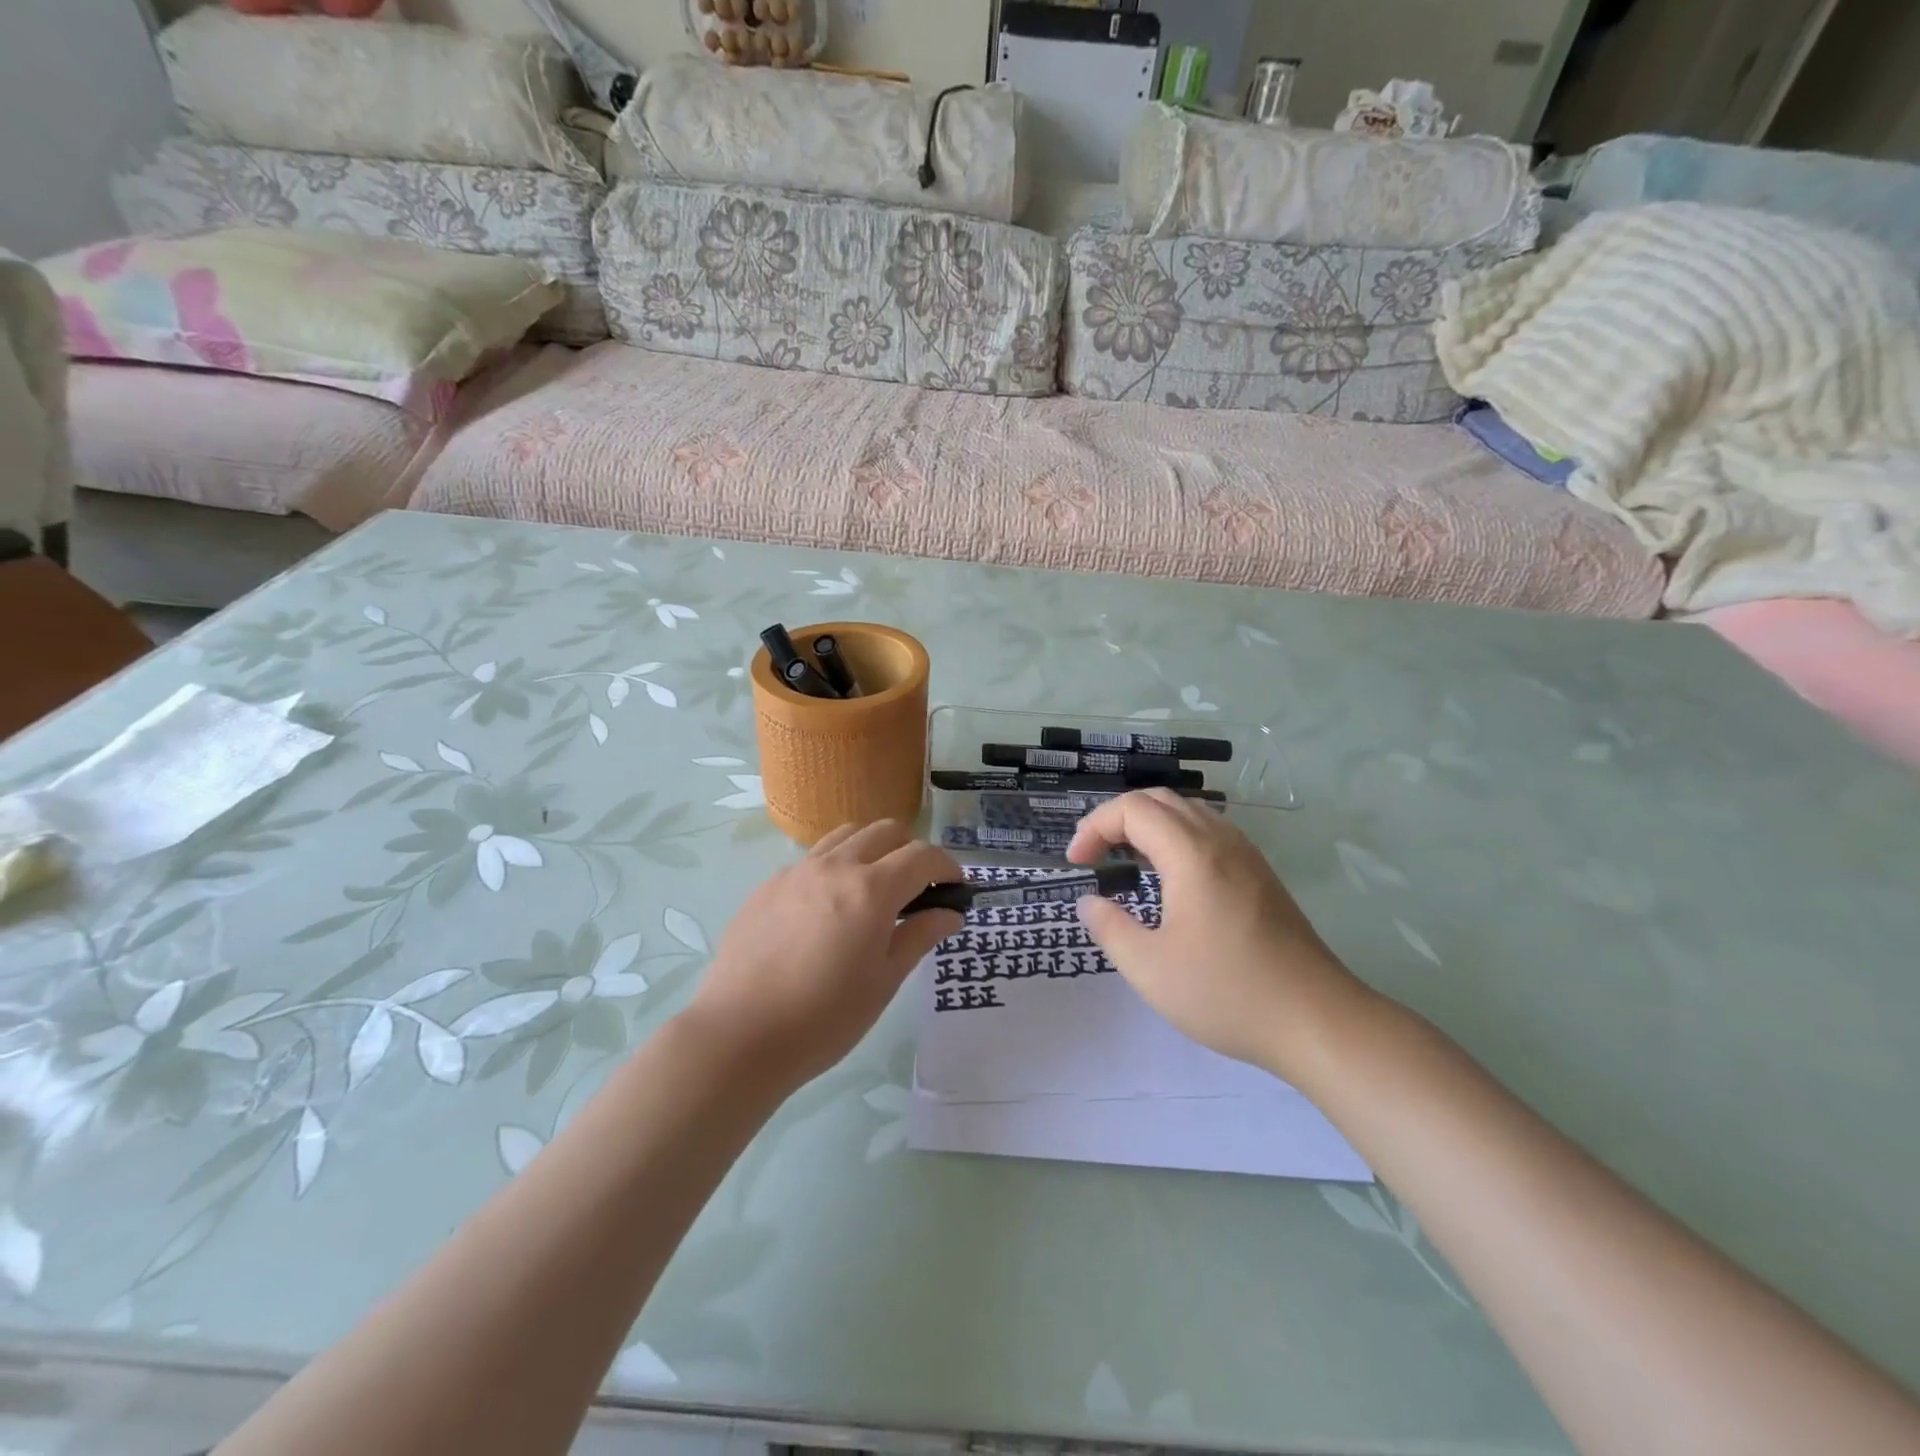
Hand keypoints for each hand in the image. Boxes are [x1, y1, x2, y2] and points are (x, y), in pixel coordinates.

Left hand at [687, 821, 963, 1090]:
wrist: (739, 1035)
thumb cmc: (824, 1018)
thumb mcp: (884, 981)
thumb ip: (919, 936)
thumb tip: (950, 914)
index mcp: (871, 889)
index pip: (922, 855)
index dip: (947, 866)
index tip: (955, 888)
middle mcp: (835, 866)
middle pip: (885, 831)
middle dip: (911, 851)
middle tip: (917, 888)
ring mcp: (797, 872)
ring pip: (845, 836)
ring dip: (871, 849)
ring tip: (872, 888)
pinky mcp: (768, 886)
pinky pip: (811, 860)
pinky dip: (834, 868)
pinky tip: (827, 909)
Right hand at [1067, 790, 1364, 1075]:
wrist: (1317, 1020)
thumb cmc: (1228, 993)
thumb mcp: (1151, 969)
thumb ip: (1110, 928)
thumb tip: (1089, 902)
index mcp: (1191, 855)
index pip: (1132, 809)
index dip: (1095, 826)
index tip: (1077, 863)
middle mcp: (1220, 841)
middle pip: (1160, 799)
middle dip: (1117, 818)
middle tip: (1095, 854)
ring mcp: (1246, 855)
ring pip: (1189, 811)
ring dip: (1149, 824)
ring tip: (1127, 861)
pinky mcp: (1261, 874)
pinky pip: (1210, 832)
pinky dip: (1177, 836)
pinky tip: (1171, 877)